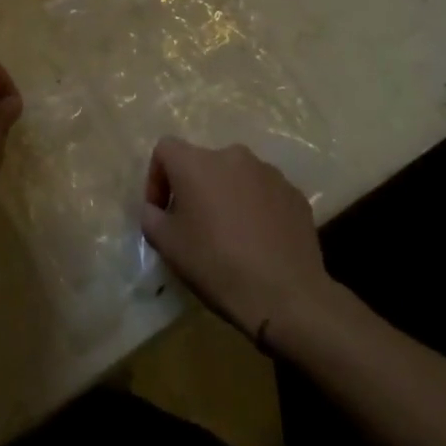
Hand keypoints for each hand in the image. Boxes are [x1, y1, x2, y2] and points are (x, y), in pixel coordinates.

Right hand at [141, 137, 329, 347]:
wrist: (286, 296)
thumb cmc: (217, 265)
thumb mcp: (167, 245)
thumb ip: (151, 217)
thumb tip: (156, 210)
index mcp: (196, 162)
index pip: (165, 149)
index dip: (157, 177)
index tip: (161, 211)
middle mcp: (232, 155)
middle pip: (203, 163)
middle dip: (194, 188)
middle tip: (195, 225)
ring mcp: (268, 172)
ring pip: (236, 177)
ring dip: (227, 196)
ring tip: (231, 234)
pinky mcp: (294, 193)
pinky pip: (264, 193)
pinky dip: (256, 208)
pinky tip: (259, 241)